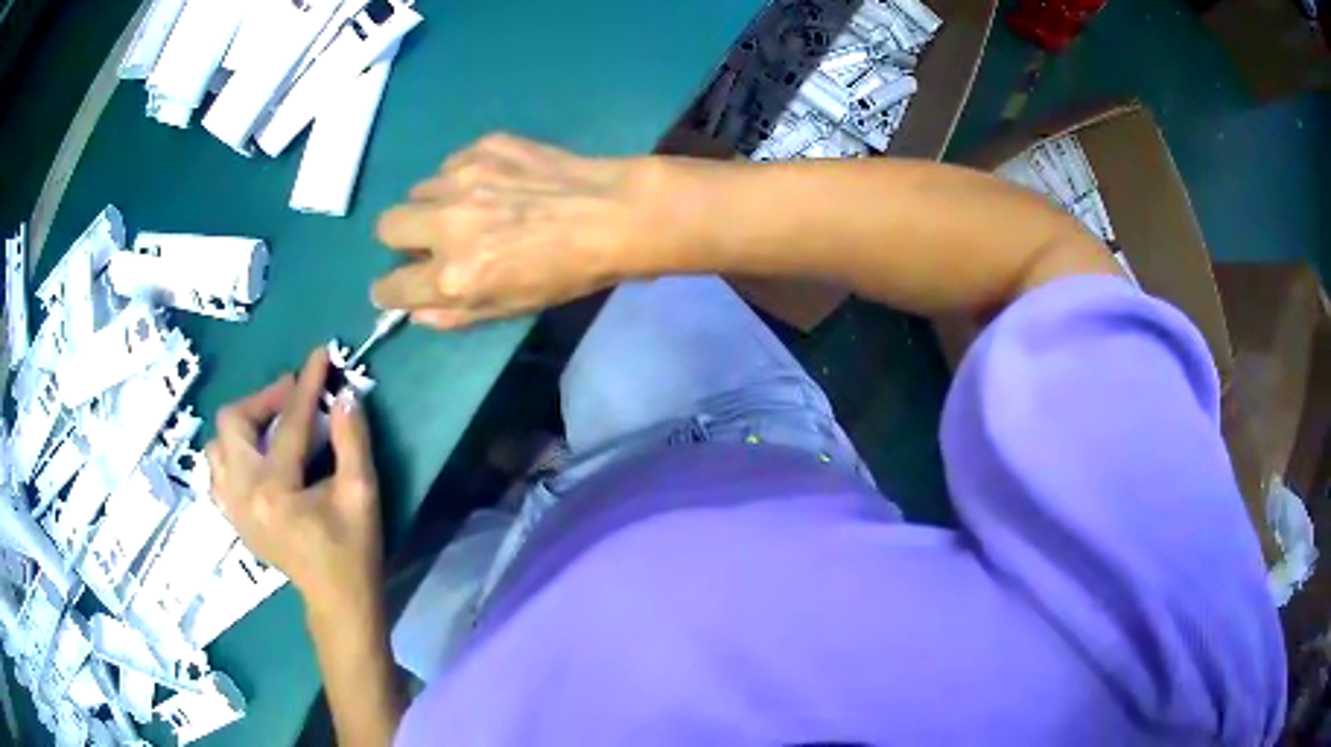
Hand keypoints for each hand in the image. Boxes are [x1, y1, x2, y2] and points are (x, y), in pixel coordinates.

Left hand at [205, 348, 382, 613]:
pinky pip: (216, 469)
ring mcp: (231, 506)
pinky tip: (256, 456)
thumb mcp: (362, 495)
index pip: (288, 423)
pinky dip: (232, 451)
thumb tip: (344, 393)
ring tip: (272, 426)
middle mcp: (242, 494)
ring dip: (244, 424)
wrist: (336, 600)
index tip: (320, 354)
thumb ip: (352, 440)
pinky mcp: (232, 515)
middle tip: (292, 397)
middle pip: (233, 423)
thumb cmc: (353, 551)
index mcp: (275, 491)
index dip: (307, 384)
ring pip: (217, 444)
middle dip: (264, 399)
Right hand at [372, 133, 650, 328]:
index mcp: (452, 276)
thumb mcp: (510, 310)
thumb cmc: (567, 273)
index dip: (389, 289)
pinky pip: (451, 163)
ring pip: (419, 190)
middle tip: (430, 240)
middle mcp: (446, 224)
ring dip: (435, 203)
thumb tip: (416, 311)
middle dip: (401, 237)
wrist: (613, 214)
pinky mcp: (483, 147)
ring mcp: (463, 178)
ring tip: (473, 207)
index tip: (398, 284)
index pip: (388, 287)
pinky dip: (463, 176)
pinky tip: (496, 182)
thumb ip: (454, 315)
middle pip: (386, 226)